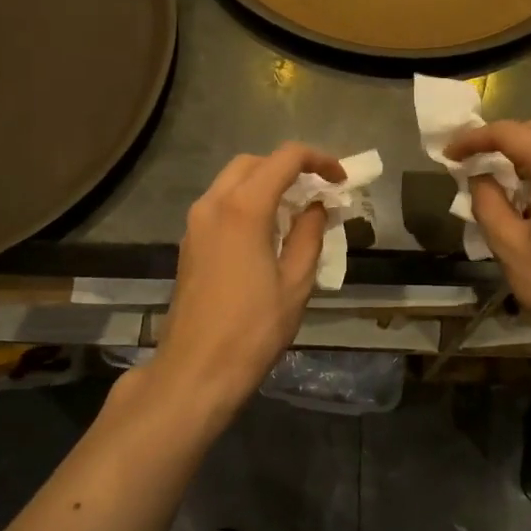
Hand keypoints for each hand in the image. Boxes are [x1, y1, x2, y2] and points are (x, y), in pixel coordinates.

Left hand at [149, 142, 346, 410]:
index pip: (285, 159)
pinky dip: (247, 201)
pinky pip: (221, 203)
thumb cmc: (253, 329)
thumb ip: (309, 234)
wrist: (196, 370)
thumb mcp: (295, 282)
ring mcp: (196, 223)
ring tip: (297, 209)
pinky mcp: (189, 243)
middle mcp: (213, 204)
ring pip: (233, 181)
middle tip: (318, 190)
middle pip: (254, 163)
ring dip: (266, 183)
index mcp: (243, 208)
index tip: (341, 179)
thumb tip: (317, 206)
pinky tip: (268, 230)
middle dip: (288, 167)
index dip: (318, 160)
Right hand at [446, 118, 530, 358]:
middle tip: (473, 160)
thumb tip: (478, 176)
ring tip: (494, 176)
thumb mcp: (509, 246)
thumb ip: (487, 202)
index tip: (449, 154)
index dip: (475, 139)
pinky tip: (524, 194)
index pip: (511, 134)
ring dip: (523, 152)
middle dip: (502, 138)